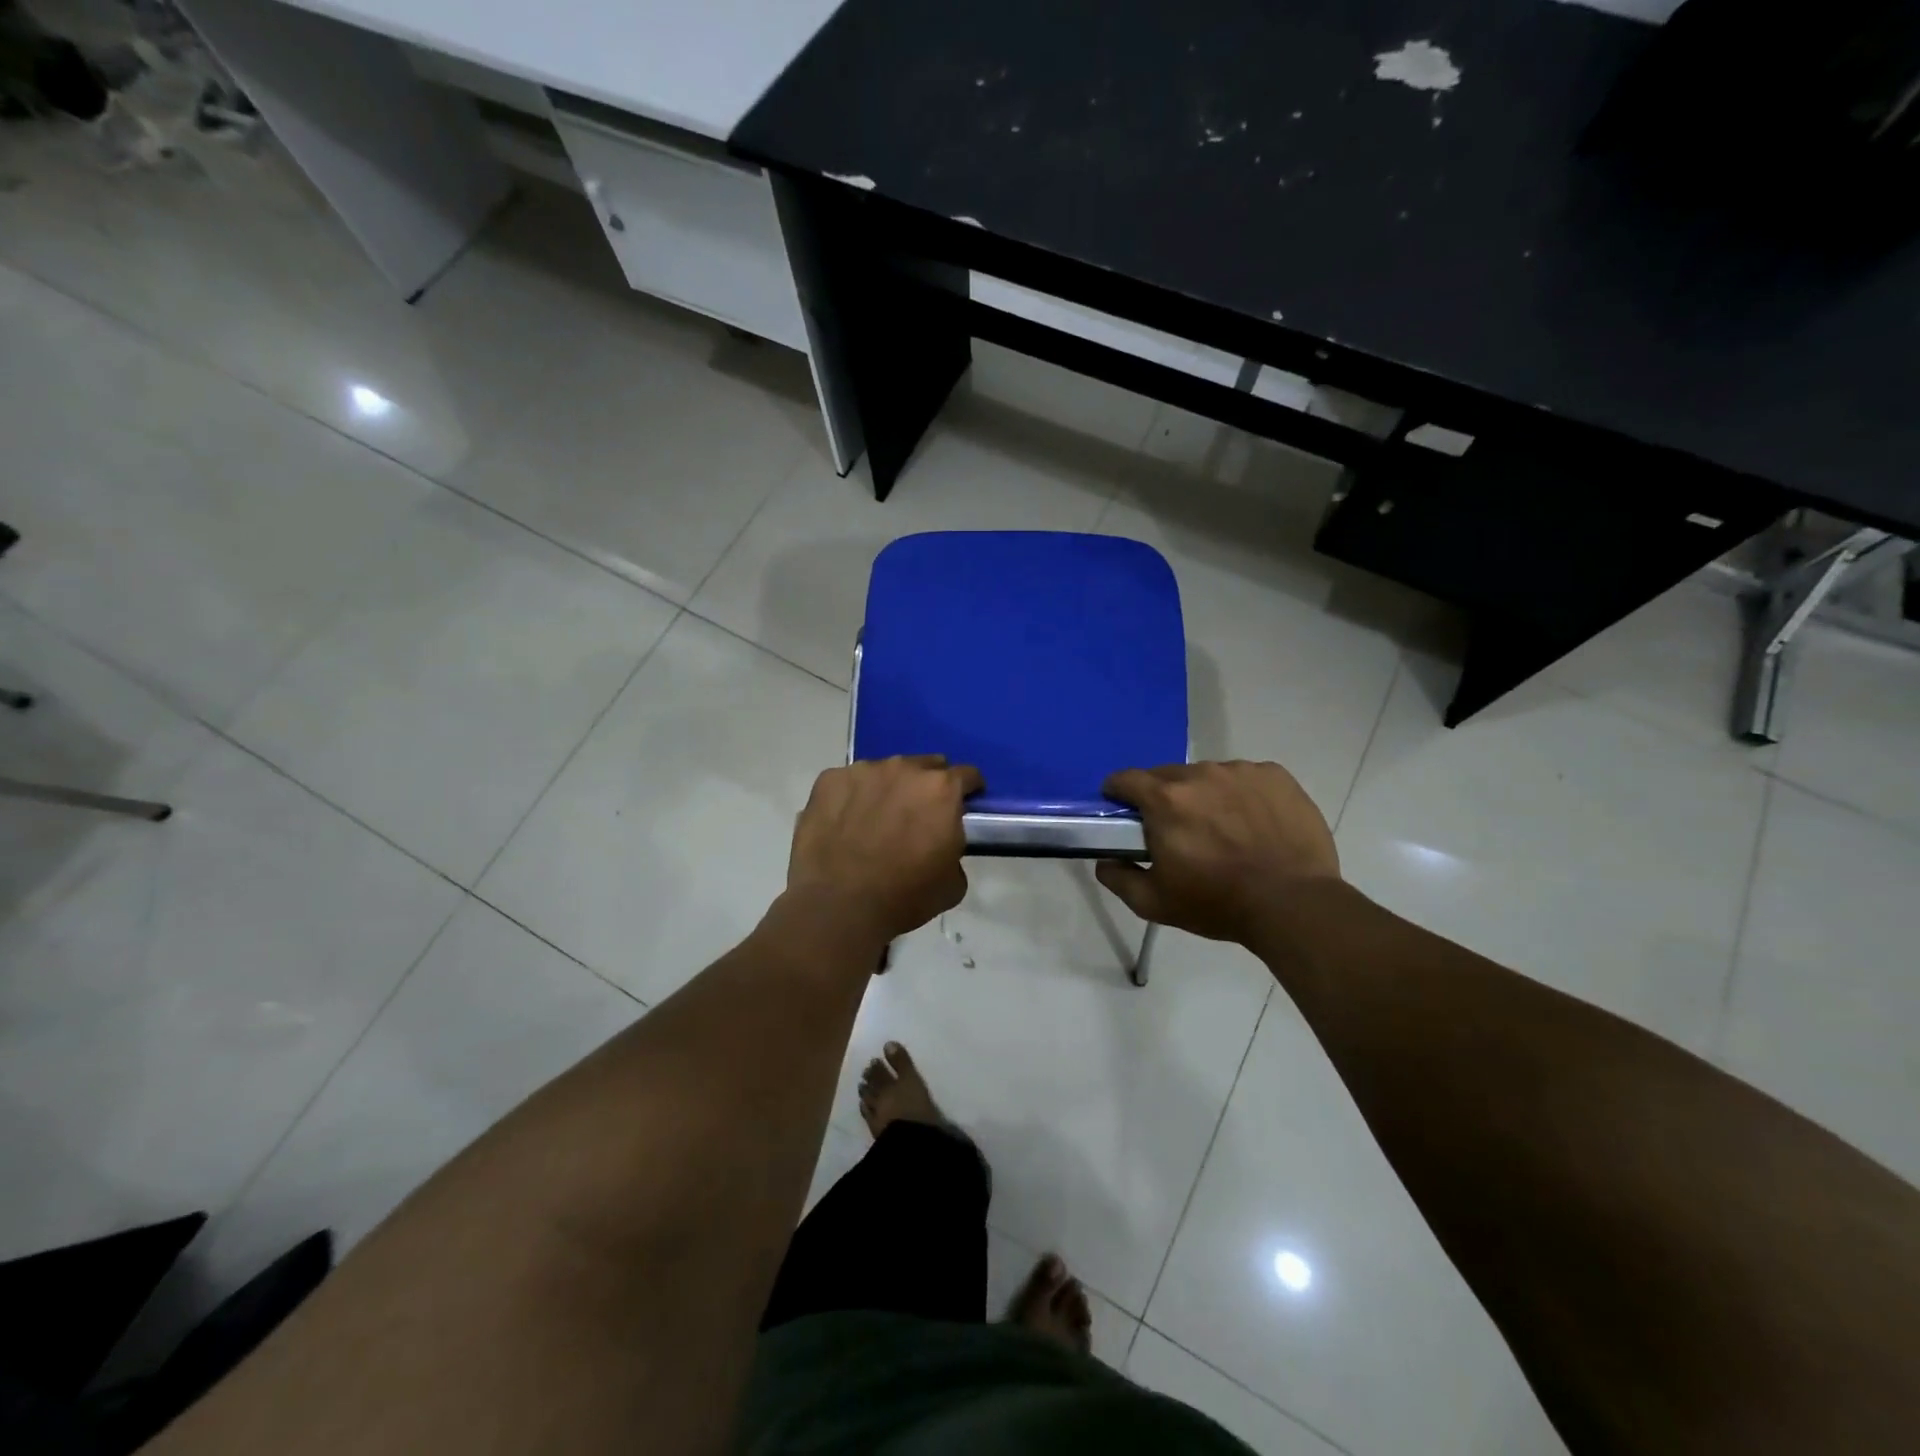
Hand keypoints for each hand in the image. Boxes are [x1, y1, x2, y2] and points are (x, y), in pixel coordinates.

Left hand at [787, 755, 983, 942]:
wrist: (839, 904)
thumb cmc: (905, 896)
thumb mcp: (953, 882)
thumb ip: (954, 847)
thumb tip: (942, 841)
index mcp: (941, 789)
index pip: (967, 775)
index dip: (969, 789)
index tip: (965, 803)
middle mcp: (904, 768)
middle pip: (925, 766)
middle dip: (927, 785)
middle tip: (918, 814)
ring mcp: (863, 770)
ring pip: (885, 772)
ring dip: (888, 789)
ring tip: (876, 819)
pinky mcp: (829, 780)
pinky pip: (848, 783)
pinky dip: (852, 797)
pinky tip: (845, 823)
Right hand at [1095, 761, 1339, 943]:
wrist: (1294, 904)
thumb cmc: (1217, 903)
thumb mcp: (1154, 903)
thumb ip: (1118, 878)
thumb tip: (1104, 861)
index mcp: (1165, 799)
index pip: (1125, 779)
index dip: (1118, 792)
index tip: (1123, 809)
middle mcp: (1200, 774)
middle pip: (1168, 775)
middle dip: (1164, 797)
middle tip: (1177, 829)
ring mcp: (1241, 771)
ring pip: (1208, 775)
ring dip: (1205, 795)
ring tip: (1223, 828)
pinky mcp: (1275, 776)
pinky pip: (1246, 778)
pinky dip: (1242, 795)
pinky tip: (1254, 824)